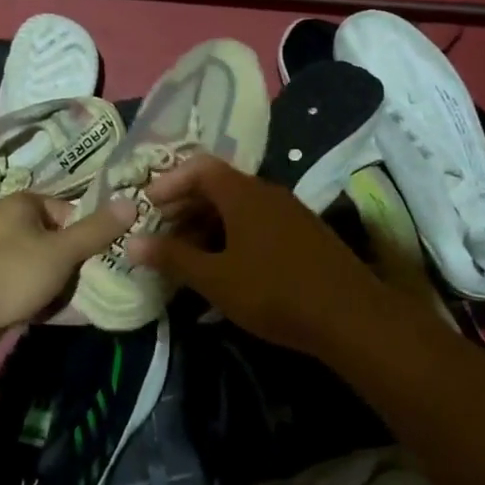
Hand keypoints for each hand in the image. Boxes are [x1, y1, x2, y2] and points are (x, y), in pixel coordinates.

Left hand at [0, 191, 136, 365]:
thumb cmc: (11, 273)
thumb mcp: (61, 250)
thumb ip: (97, 230)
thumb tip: (132, 203)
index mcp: (23, 205)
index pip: (71, 211)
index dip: (92, 233)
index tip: (110, 256)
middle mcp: (11, 226)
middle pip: (61, 241)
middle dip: (81, 264)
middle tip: (104, 281)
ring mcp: (3, 259)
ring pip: (48, 268)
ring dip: (66, 286)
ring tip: (88, 301)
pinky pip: (33, 290)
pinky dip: (48, 301)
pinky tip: (65, 315)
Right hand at [124, 153, 394, 357]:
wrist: (351, 316)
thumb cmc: (274, 291)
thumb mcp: (216, 279)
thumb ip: (173, 258)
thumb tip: (132, 242)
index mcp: (243, 193)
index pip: (199, 167)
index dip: (169, 182)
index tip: (148, 205)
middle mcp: (267, 192)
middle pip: (218, 185)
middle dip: (185, 205)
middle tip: (161, 232)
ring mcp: (289, 212)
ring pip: (239, 207)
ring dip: (208, 224)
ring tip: (188, 254)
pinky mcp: (304, 234)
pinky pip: (258, 222)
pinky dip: (233, 235)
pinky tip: (227, 267)